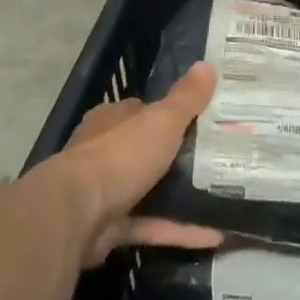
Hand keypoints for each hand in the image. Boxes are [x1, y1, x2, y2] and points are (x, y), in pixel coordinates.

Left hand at [48, 63, 224, 266]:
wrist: (76, 214)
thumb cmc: (120, 155)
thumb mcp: (162, 120)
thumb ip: (186, 98)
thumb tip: (207, 64)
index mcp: (113, 121)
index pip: (143, 111)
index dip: (171, 113)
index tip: (204, 118)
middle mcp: (105, 153)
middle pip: (147, 151)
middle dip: (178, 156)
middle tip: (220, 157)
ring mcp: (106, 192)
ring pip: (150, 191)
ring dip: (182, 196)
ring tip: (223, 195)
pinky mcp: (111, 228)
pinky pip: (153, 226)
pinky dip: (180, 230)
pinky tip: (216, 234)